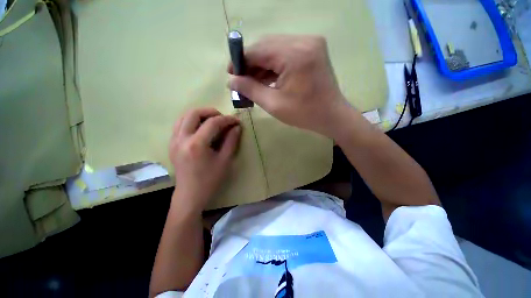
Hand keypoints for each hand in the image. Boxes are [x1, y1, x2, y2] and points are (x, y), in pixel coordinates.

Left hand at [169, 108, 240, 213]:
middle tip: (223, 118)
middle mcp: (182, 139)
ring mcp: (173, 141)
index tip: (236, 121)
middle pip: (193, 113)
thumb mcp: (225, 161)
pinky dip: (191, 121)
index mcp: (197, 144)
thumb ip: (231, 141)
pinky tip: (201, 129)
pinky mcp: (171, 144)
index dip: (227, 119)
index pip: (213, 123)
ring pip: (184, 117)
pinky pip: (179, 125)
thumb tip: (237, 127)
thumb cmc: (210, 180)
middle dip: (211, 112)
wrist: (190, 195)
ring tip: (212, 121)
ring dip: (200, 115)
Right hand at [228, 35, 350, 137]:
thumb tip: (231, 81)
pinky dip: (274, 64)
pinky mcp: (312, 49)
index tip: (231, 74)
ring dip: (262, 64)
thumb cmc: (304, 114)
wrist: (331, 116)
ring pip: (276, 48)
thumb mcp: (273, 104)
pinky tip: (266, 78)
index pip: (258, 50)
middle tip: (241, 79)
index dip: (240, 61)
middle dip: (251, 63)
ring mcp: (310, 43)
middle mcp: (303, 40)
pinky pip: (286, 52)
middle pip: (266, 46)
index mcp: (294, 54)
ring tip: (252, 81)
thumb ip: (250, 89)